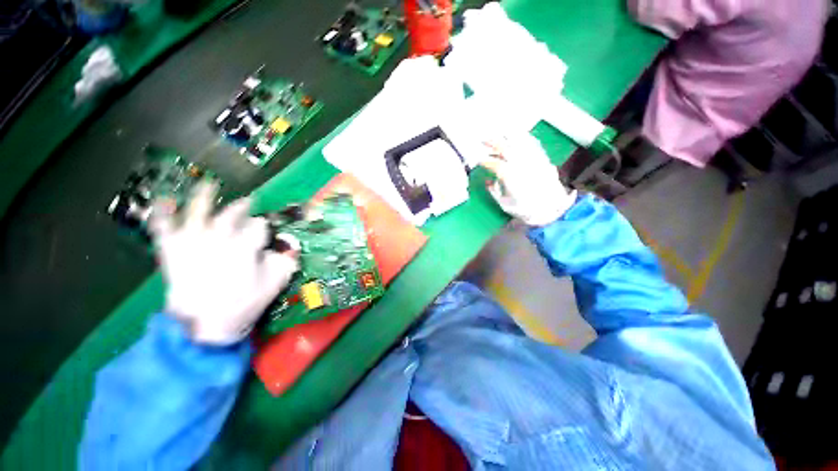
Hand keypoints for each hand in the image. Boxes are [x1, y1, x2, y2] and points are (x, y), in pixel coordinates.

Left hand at [150, 183, 298, 344]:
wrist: (203, 327)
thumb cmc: (243, 305)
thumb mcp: (274, 284)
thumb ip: (286, 261)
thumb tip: (290, 246)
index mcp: (244, 247)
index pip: (258, 226)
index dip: (263, 229)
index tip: (264, 236)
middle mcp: (217, 239)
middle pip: (231, 215)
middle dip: (241, 208)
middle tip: (247, 203)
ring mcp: (191, 243)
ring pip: (197, 213)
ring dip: (203, 197)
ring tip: (209, 184)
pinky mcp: (172, 253)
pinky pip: (163, 229)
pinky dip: (160, 215)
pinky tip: (161, 202)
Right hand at [481, 133, 576, 225]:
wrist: (551, 210)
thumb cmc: (525, 209)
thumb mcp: (504, 203)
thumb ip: (494, 191)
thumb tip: (488, 181)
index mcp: (509, 176)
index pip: (493, 163)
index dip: (484, 161)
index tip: (479, 161)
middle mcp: (521, 163)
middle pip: (504, 147)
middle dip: (492, 142)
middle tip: (483, 140)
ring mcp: (533, 159)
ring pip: (519, 141)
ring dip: (507, 136)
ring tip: (499, 133)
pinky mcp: (543, 158)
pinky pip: (533, 143)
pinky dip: (524, 137)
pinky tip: (519, 135)